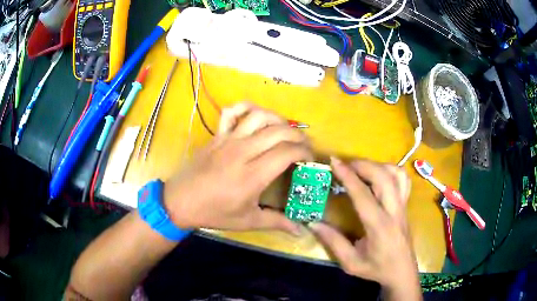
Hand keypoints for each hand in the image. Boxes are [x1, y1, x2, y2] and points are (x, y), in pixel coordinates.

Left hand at [164, 102, 311, 234]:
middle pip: (279, 131)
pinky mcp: (217, 135)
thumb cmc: (214, 213)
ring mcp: (228, 140)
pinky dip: (245, 107)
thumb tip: (301, 230)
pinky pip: (231, 112)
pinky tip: (254, 115)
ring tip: (285, 129)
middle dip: (298, 135)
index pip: (287, 153)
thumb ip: (277, 222)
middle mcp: (243, 152)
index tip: (309, 159)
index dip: (304, 152)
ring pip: (259, 116)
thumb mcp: (248, 221)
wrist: (180, 201)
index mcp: (253, 175)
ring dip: (278, 119)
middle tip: (303, 144)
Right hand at [309, 158, 421, 299]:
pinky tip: (380, 175)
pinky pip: (404, 180)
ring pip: (397, 174)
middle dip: (363, 165)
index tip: (334, 162)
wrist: (401, 272)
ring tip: (362, 169)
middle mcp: (394, 211)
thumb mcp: (351, 262)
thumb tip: (312, 223)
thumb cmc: (376, 269)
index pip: (363, 194)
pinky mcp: (406, 205)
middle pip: (383, 177)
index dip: (348, 176)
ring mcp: (403, 206)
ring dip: (378, 165)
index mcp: (379, 226)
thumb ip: (333, 242)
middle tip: (345, 164)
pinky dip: (391, 171)